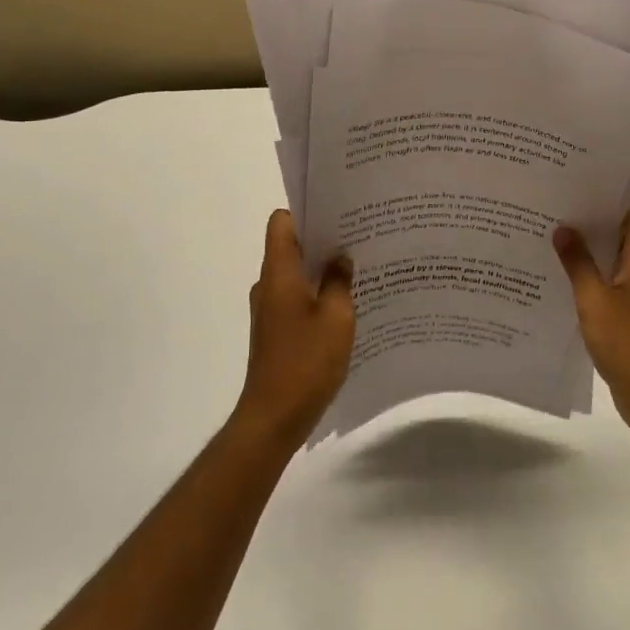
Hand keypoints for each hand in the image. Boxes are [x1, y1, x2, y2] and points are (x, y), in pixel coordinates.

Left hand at [234, 210, 355, 447]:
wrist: (274, 417)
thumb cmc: (306, 361)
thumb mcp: (337, 317)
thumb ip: (340, 281)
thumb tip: (341, 257)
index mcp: (278, 273)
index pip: (281, 222)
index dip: (307, 212)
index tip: (338, 213)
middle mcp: (268, 285)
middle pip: (292, 246)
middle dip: (324, 239)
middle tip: (361, 237)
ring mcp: (270, 309)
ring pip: (297, 274)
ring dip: (323, 270)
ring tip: (360, 269)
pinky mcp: (276, 330)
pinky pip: (298, 298)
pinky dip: (319, 295)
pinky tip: (348, 305)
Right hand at [554, 196, 629, 440]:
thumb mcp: (595, 299)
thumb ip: (578, 262)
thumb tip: (563, 228)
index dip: (607, 190)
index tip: (573, 180)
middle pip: (618, 227)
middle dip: (587, 215)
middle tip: (548, 203)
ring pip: (609, 254)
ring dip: (583, 246)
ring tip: (544, 232)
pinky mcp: (628, 310)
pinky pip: (605, 280)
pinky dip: (584, 273)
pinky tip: (553, 273)